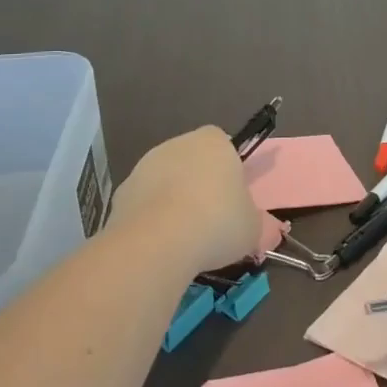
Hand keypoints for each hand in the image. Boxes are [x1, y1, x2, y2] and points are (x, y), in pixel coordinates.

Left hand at [108, 127, 262, 277]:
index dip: (229, 167)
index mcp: (213, 142)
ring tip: (185, 238)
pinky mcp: (121, 194)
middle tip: (212, 218)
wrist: (157, 243)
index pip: (223, 143)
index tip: (233, 195)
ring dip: (173, 201)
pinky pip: (144, 203)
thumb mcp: (253, 228)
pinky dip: (151, 219)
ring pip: (166, 181)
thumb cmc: (217, 222)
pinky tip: (160, 244)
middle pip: (192, 161)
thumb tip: (266, 231)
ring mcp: (144, 167)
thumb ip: (257, 223)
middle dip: (199, 184)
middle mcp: (177, 145)